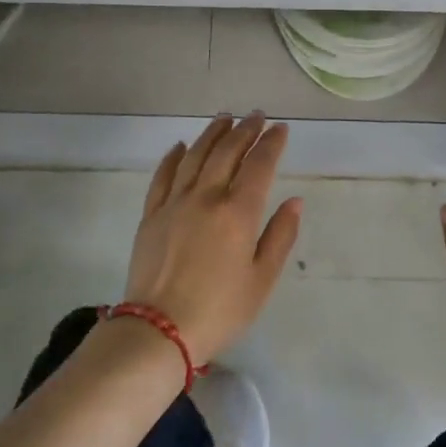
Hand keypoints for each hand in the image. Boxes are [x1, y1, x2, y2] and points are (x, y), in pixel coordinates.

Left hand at [119, 114, 302, 364]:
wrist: (158, 330)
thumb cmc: (219, 310)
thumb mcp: (262, 280)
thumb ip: (280, 236)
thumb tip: (294, 201)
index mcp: (238, 213)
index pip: (259, 165)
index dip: (272, 143)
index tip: (281, 128)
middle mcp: (206, 197)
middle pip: (227, 152)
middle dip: (245, 130)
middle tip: (256, 116)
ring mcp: (174, 203)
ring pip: (195, 156)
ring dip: (212, 134)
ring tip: (224, 118)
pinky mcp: (151, 215)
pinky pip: (163, 175)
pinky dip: (174, 156)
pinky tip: (181, 146)